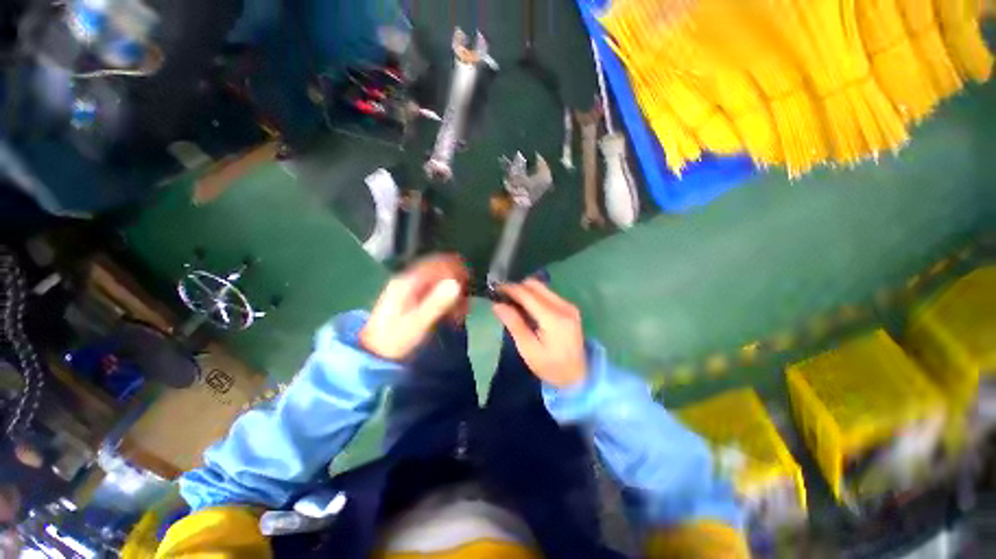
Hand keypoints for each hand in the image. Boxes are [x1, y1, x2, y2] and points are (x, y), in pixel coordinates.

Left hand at [360, 255, 468, 360]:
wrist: (376, 354)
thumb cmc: (396, 339)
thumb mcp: (417, 323)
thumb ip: (437, 303)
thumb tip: (456, 284)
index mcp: (408, 282)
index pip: (435, 264)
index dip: (454, 268)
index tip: (469, 280)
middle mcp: (409, 281)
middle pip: (438, 271)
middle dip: (455, 282)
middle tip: (466, 301)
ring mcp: (411, 289)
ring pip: (439, 282)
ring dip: (453, 293)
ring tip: (461, 311)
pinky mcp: (414, 299)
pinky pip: (435, 292)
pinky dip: (447, 300)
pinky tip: (453, 313)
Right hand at [492, 279, 586, 388]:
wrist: (577, 376)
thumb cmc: (550, 366)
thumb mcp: (528, 349)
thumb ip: (514, 324)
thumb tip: (497, 305)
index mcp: (553, 318)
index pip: (528, 294)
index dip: (510, 289)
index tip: (495, 289)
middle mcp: (563, 306)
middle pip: (536, 285)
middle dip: (517, 287)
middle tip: (503, 297)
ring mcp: (569, 306)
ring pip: (542, 288)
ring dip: (526, 291)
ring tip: (513, 303)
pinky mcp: (570, 308)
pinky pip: (548, 294)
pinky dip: (535, 296)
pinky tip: (527, 308)